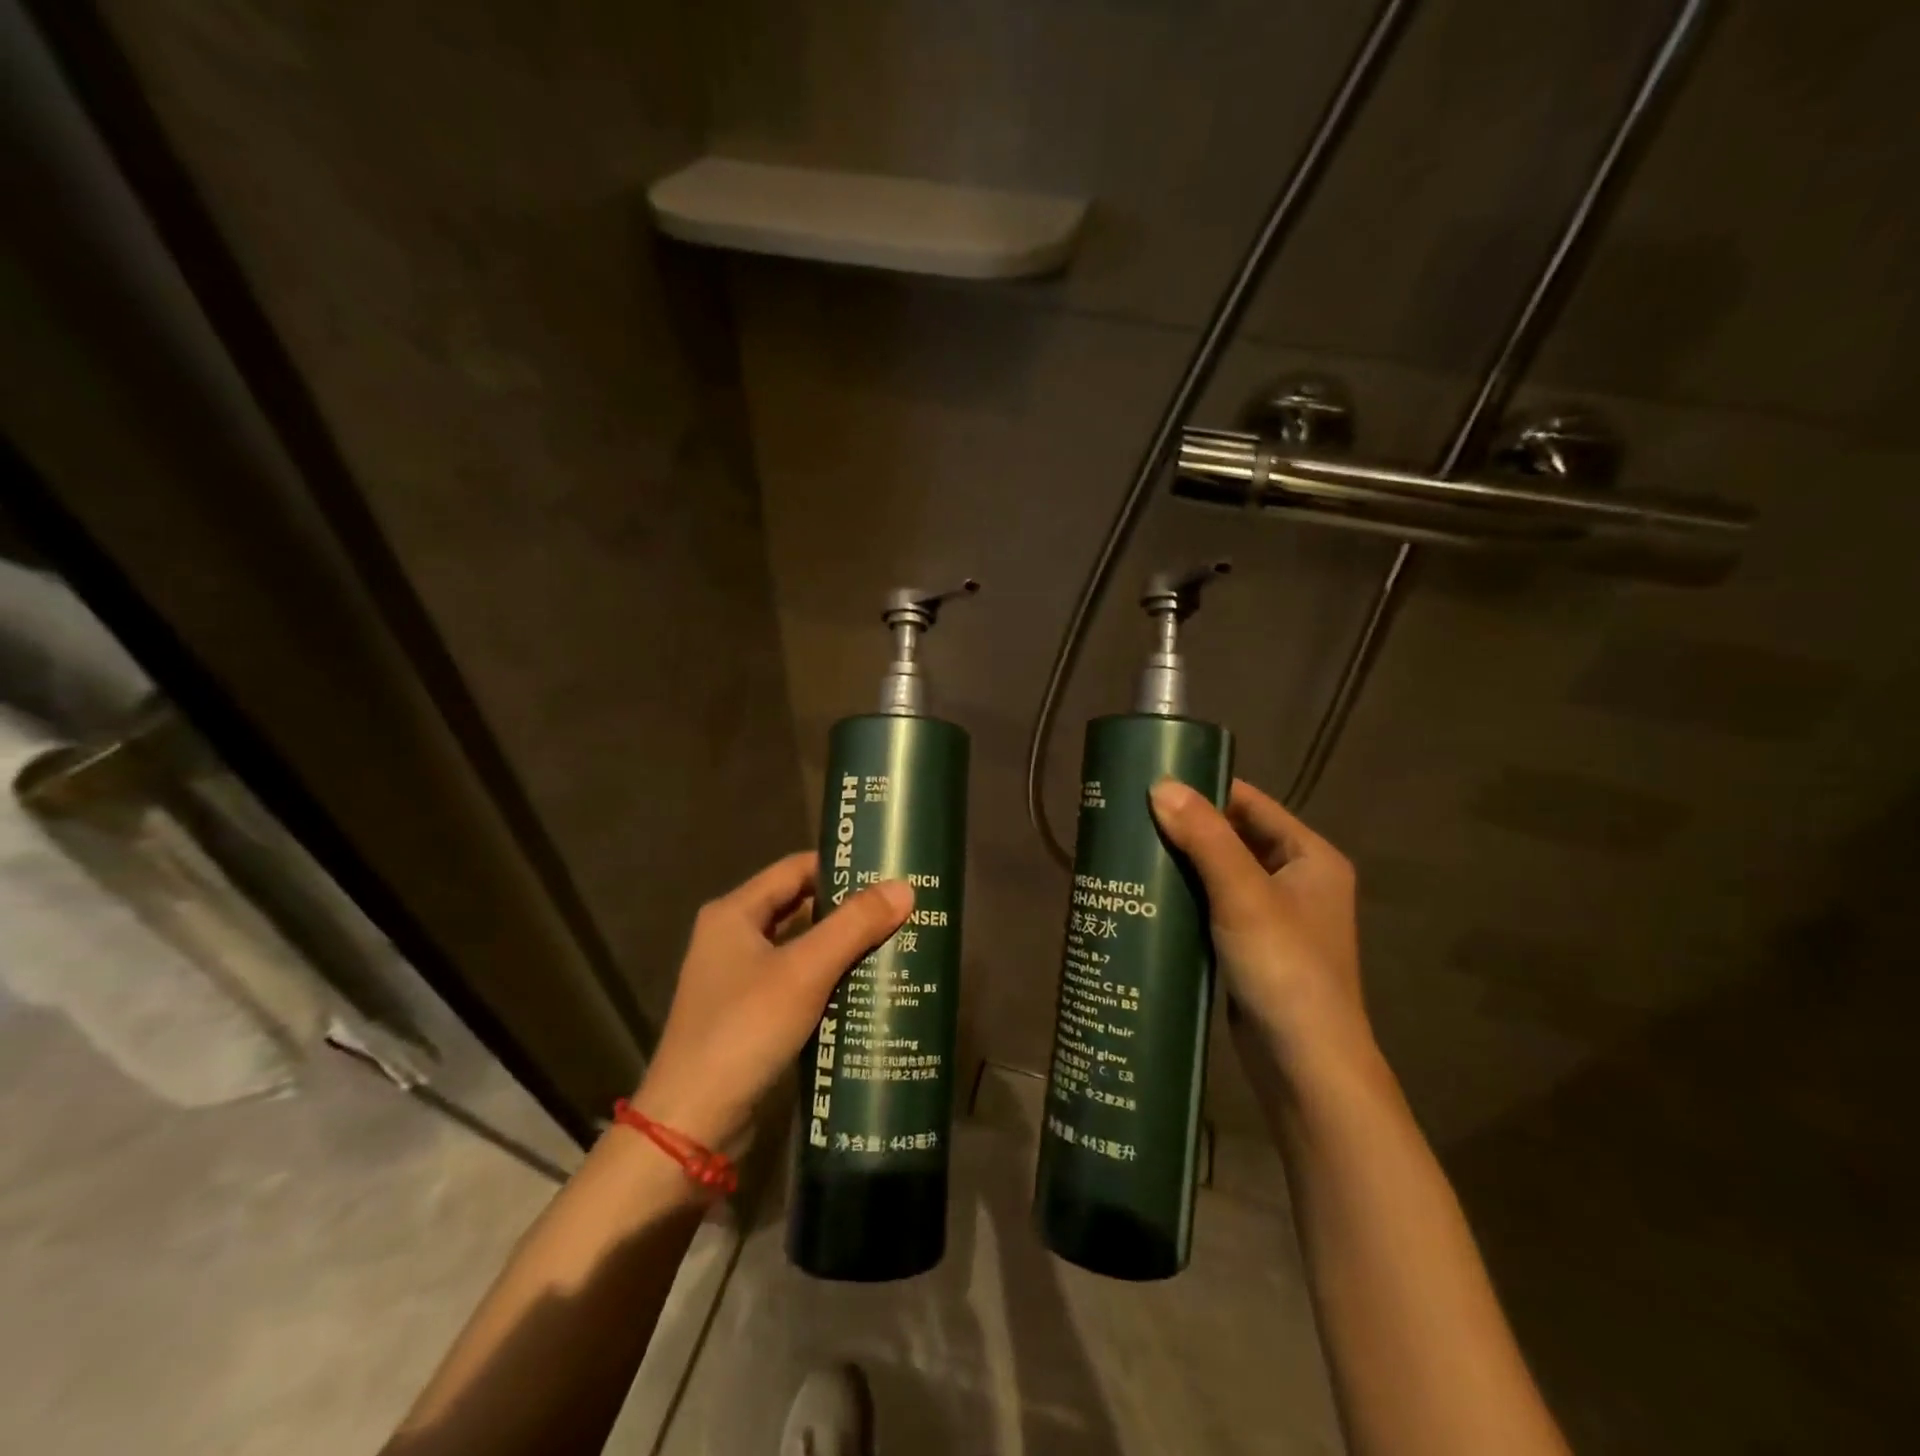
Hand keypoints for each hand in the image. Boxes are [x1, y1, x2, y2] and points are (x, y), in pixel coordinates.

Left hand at [631, 852, 911, 1148]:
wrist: (692, 1124)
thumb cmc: (745, 1030)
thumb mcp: (805, 971)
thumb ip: (854, 926)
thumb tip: (904, 888)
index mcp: (733, 913)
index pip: (795, 869)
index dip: (840, 867)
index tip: (886, 871)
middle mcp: (731, 938)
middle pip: (799, 907)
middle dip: (847, 909)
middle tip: (899, 909)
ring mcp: (737, 980)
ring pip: (800, 948)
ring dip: (841, 947)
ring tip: (894, 943)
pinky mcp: (748, 1016)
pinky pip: (796, 983)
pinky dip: (828, 980)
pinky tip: (866, 988)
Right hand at [1149, 777, 1371, 1075]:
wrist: (1305, 1066)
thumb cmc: (1284, 968)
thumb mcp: (1243, 894)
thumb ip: (1204, 836)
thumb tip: (1159, 785)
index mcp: (1311, 857)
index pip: (1251, 803)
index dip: (1205, 789)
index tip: (1152, 783)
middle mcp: (1297, 881)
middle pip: (1234, 837)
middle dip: (1186, 828)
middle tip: (1131, 818)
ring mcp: (1275, 918)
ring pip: (1220, 874)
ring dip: (1182, 863)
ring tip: (1130, 850)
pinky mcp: (1251, 949)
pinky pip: (1214, 907)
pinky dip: (1185, 897)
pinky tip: (1147, 895)